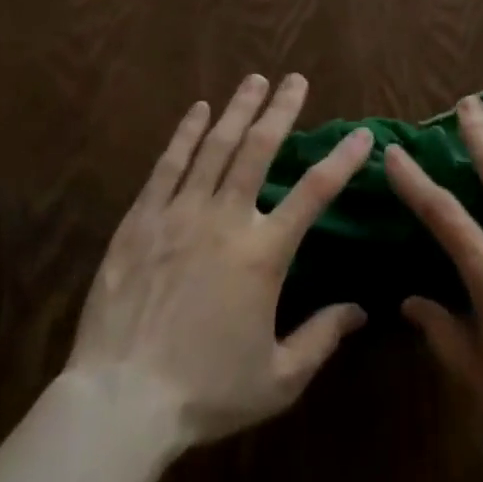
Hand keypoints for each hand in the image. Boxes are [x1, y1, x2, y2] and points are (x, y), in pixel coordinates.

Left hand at [65, 74, 373, 448]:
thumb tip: (360, 311)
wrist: (121, 401)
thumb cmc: (205, 392)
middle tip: (295, 80)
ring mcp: (179, 214)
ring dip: (238, 110)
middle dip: (281, 110)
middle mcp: (226, 219)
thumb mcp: (278, 379)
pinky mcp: (141, 220)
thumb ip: (322, 338)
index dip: (342, 160)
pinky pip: (168, 165)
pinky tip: (198, 110)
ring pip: (215, 147)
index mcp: (264, 254)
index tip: (360, 134)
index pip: (315, 193)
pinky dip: (186, 134)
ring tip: (254, 80)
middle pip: (259, 150)